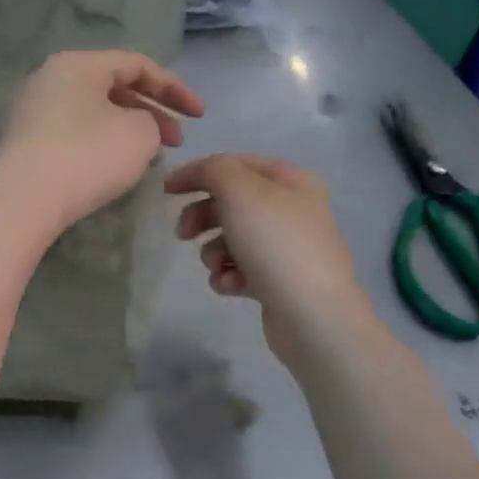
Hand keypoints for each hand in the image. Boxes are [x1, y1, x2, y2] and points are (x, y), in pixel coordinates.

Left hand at [0, 51, 203, 237]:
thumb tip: (134, 127)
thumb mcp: (139, 135)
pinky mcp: (27, 143)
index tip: (200, 116)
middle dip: (152, 112)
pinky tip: (116, 168)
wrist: (22, 203)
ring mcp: (34, 111)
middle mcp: (51, 79)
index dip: (175, 88)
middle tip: (177, 142)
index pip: (137, 64)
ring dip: (129, 130)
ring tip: (151, 157)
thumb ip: (150, 122)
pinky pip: (75, 133)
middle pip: (113, 87)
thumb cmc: (86, 158)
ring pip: (95, 112)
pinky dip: (102, 144)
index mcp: (78, 64)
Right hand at [166, 154, 371, 361]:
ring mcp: (286, 248)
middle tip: (183, 234)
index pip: (236, 164)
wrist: (311, 314)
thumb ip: (213, 171)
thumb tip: (197, 174)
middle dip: (202, 217)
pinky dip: (228, 276)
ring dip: (213, 251)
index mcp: (291, 181)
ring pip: (232, 239)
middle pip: (232, 203)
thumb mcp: (240, 192)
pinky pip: (241, 270)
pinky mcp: (278, 282)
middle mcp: (292, 210)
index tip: (166, 192)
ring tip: (217, 266)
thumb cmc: (275, 244)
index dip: (198, 173)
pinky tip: (231, 286)